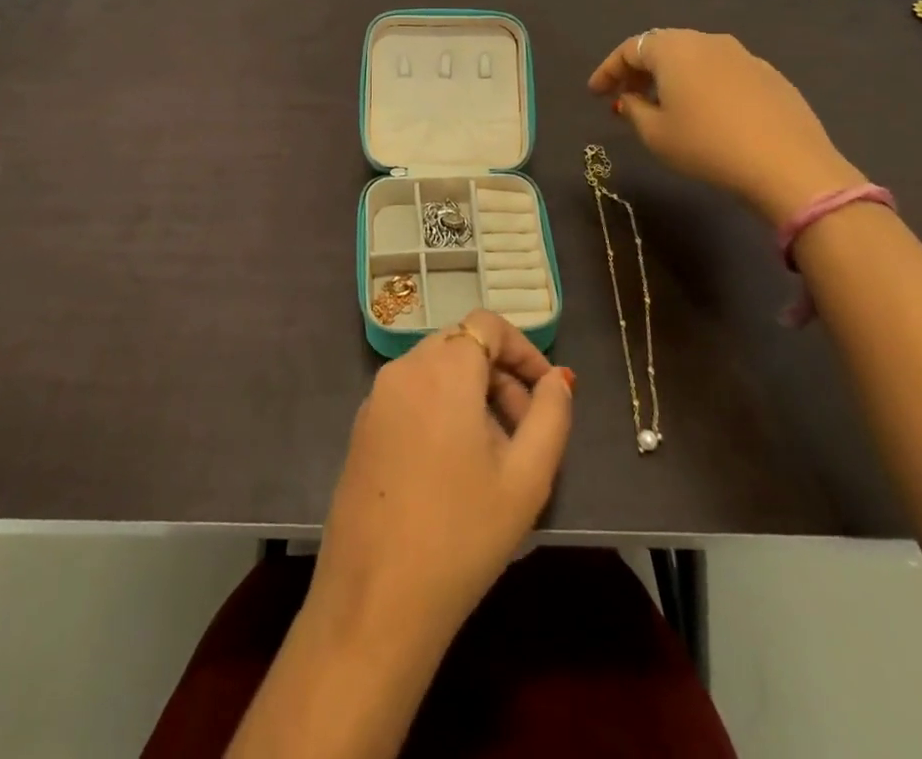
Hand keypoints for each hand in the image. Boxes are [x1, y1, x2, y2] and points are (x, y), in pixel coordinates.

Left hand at [307, 310, 575, 644]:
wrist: (376, 597)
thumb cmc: (462, 534)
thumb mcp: (527, 478)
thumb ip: (551, 415)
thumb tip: (558, 379)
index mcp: (442, 369)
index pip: (487, 324)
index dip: (523, 350)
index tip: (547, 393)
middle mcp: (404, 369)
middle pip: (461, 345)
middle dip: (501, 375)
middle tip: (526, 431)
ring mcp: (376, 396)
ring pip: (436, 370)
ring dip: (472, 394)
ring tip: (496, 456)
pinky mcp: (363, 426)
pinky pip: (412, 395)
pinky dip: (441, 408)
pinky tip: (455, 467)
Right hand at [588, 28, 861, 221]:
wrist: (788, 164)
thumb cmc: (706, 145)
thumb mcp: (655, 134)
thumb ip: (633, 110)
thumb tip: (629, 98)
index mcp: (674, 49)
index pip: (630, 49)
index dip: (608, 70)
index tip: (595, 93)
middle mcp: (707, 41)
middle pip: (663, 47)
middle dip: (639, 71)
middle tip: (624, 96)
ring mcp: (743, 56)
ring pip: (694, 58)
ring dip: (671, 77)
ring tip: (662, 106)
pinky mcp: (770, 75)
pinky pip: (722, 72)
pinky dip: (702, 85)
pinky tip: (704, 113)